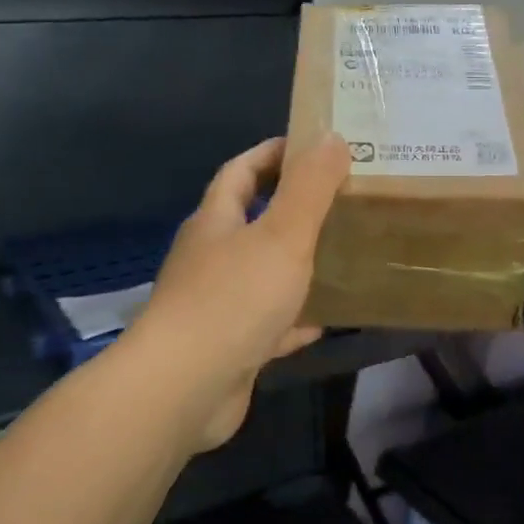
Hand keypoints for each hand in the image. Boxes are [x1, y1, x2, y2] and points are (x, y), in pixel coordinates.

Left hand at [123, 135, 350, 452]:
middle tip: (338, 202)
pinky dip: (292, 320)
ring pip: (260, 274)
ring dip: (293, 265)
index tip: (312, 146)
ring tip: (338, 257)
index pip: (241, 171)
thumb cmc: (234, 299)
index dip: (272, 154)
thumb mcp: (282, 234)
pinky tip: (323, 322)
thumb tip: (331, 136)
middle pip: (249, 221)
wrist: (185, 388)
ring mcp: (215, 305)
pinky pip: (266, 325)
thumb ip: (309, 187)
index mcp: (216, 222)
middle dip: (288, 209)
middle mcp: (210, 258)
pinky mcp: (227, 347)